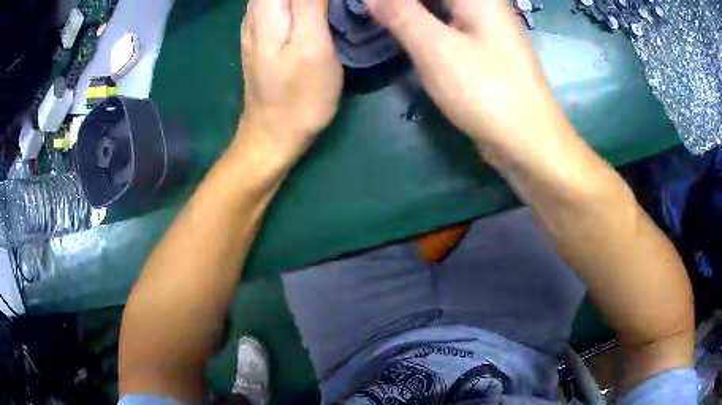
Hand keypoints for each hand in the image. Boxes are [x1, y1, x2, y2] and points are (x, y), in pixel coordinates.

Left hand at [238, 0, 342, 167]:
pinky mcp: (262, 33)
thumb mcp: (312, 46)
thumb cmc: (299, 97)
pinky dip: (294, 0)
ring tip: (328, 6)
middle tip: (335, 4)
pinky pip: (275, 1)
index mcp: (267, 10)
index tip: (333, 1)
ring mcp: (255, 23)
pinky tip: (312, 6)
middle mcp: (255, 11)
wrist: (272, 135)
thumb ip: (311, 3)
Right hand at [367, 0, 562, 152]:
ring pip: (442, 8)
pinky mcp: (484, 51)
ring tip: (382, 18)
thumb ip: (401, 14)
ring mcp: (486, 29)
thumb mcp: (437, 49)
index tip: (375, 8)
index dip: (400, 0)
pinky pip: (448, 26)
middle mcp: (484, 6)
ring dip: (412, 11)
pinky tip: (408, 33)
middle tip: (374, 12)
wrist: (528, 142)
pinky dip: (425, 25)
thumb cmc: (487, 91)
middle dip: (404, 5)